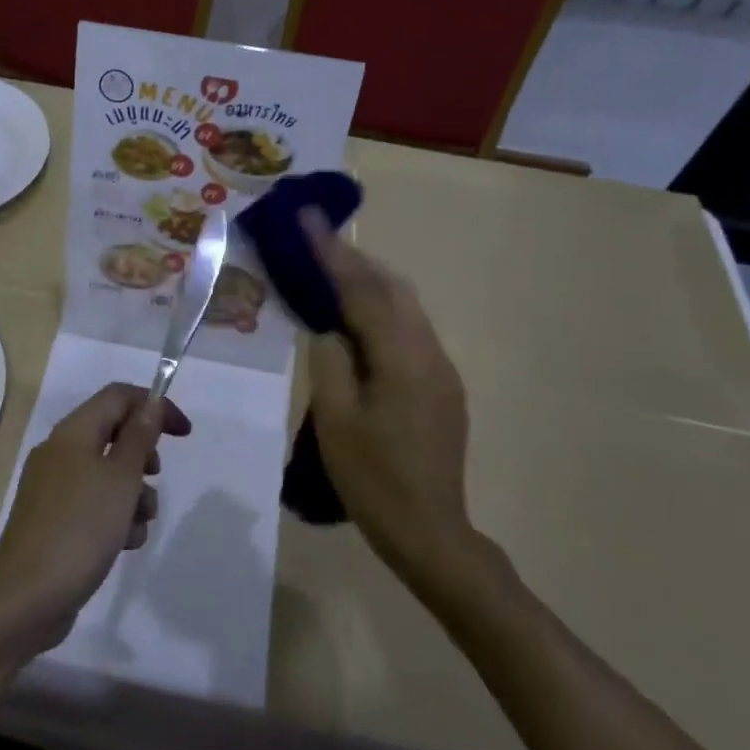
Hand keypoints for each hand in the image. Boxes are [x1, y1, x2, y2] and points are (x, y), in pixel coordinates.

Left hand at [0, 384, 190, 661]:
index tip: (184, 434)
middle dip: (142, 456)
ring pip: (107, 473)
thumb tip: (151, 403)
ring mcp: (53, 487)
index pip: (118, 396)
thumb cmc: (80, 529)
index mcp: (73, 432)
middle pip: (112, 434)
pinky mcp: (54, 520)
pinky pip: (94, 503)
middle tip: (155, 477)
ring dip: (133, 493)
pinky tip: (123, 543)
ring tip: (139, 523)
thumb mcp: (121, 479)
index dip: (154, 406)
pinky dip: (114, 516)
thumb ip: (139, 437)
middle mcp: (60, 452)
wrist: (27, 599)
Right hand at [304, 211, 473, 585]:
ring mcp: (441, 369)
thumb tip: (329, 326)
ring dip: (369, 283)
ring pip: (405, 307)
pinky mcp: (442, 386)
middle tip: (315, 240)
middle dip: (354, 260)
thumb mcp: (335, 419)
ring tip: (331, 271)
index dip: (331, 252)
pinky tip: (358, 320)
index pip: (361, 291)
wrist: (430, 532)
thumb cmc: (372, 479)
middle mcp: (429, 352)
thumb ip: (330, 361)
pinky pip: (410, 330)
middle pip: (392, 288)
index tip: (306, 216)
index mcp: (401, 358)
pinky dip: (381, 311)